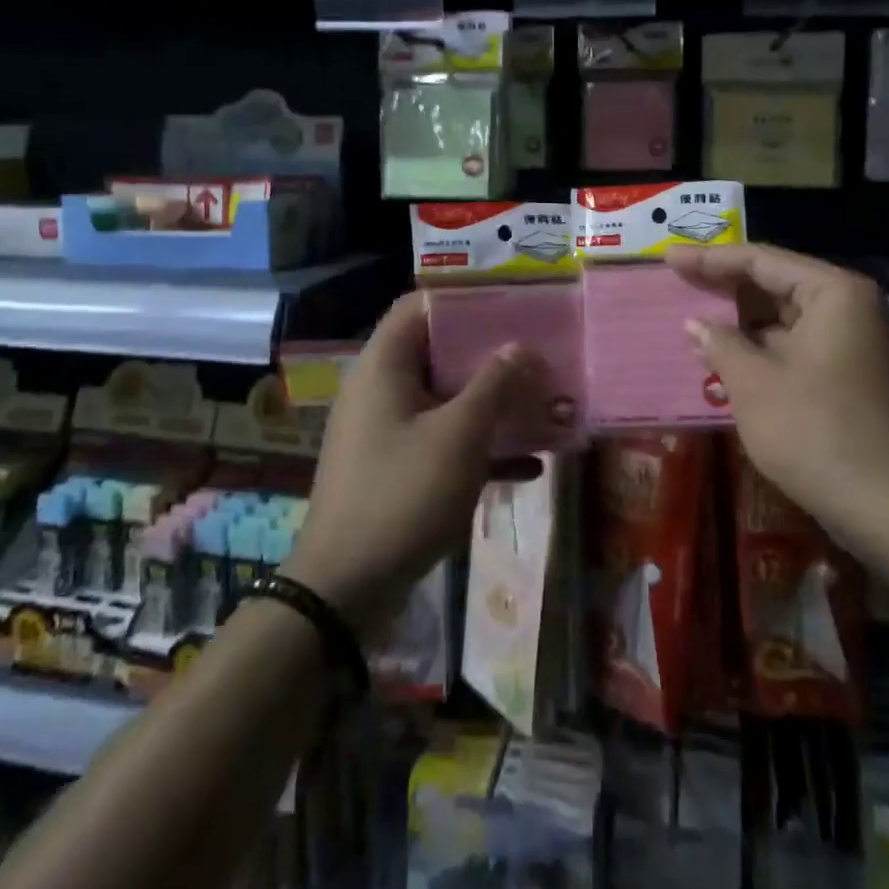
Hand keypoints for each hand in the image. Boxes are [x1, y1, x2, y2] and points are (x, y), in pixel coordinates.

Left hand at [284, 293, 544, 637]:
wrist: (345, 590)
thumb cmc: (402, 494)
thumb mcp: (459, 434)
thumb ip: (495, 384)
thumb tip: (523, 347)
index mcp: (385, 365)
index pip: (421, 305)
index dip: (466, 298)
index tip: (513, 302)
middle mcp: (382, 389)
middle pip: (440, 351)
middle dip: (492, 353)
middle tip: (540, 351)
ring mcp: (389, 431)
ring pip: (448, 398)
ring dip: (493, 400)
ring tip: (544, 399)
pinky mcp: (398, 468)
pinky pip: (445, 440)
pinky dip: (482, 444)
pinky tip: (530, 463)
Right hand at [667, 243, 888, 547]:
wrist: (888, 506)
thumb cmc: (814, 429)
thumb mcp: (753, 382)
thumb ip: (720, 343)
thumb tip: (695, 325)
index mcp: (834, 293)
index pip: (762, 261)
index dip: (710, 259)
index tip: (669, 258)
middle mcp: (852, 309)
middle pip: (777, 285)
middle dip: (726, 288)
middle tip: (678, 282)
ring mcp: (856, 346)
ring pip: (787, 319)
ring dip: (742, 323)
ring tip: (694, 319)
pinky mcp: (853, 379)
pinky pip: (798, 348)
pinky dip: (762, 349)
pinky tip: (726, 358)